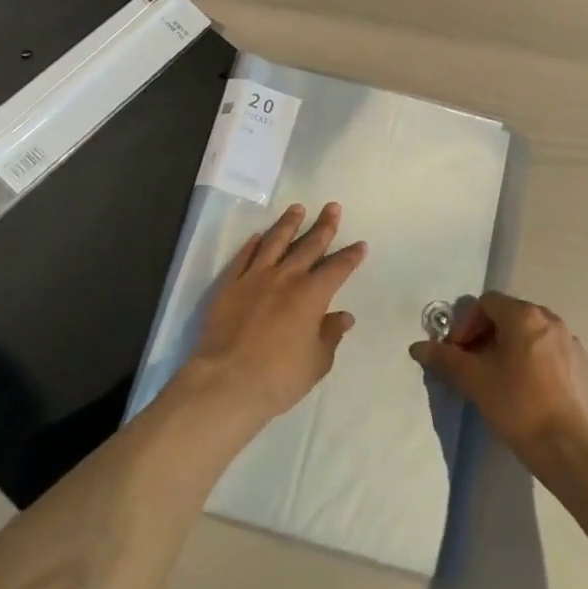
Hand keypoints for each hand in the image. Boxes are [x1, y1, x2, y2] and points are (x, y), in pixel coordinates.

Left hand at [181, 203, 366, 423]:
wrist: (227, 381)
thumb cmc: (279, 377)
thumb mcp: (317, 362)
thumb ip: (330, 335)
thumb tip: (343, 316)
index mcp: (312, 294)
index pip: (337, 268)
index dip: (350, 256)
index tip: (360, 244)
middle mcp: (286, 277)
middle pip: (309, 245)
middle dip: (324, 226)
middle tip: (332, 207)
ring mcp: (255, 277)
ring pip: (275, 241)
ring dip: (288, 224)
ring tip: (297, 208)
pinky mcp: (229, 285)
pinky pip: (244, 257)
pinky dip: (253, 245)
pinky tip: (258, 236)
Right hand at [410, 294, 587, 468]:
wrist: (569, 449)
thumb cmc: (518, 406)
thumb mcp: (475, 380)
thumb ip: (445, 359)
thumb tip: (418, 347)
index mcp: (524, 316)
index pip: (486, 303)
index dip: (466, 325)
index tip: (458, 353)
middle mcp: (550, 320)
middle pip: (509, 316)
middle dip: (487, 336)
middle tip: (474, 365)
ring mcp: (571, 342)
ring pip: (531, 335)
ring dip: (510, 348)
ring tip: (500, 379)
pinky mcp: (583, 366)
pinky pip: (551, 353)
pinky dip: (534, 362)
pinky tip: (528, 391)